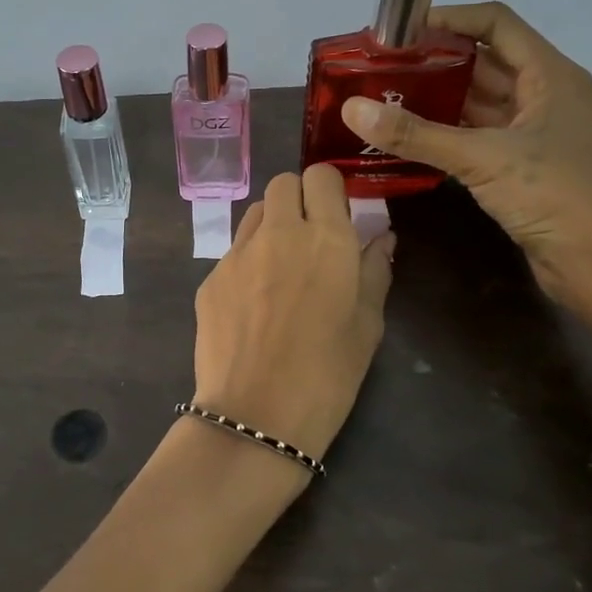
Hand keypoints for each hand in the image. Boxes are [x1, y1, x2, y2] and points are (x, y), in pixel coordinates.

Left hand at [191, 164, 395, 463]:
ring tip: (282, 267)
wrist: (255, 415)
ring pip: (255, 213)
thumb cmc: (327, 375)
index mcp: (326, 238)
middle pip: (283, 183)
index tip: (338, 214)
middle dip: (299, 199)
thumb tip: (381, 238)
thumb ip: (374, 272)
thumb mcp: (367, 326)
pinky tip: (254, 303)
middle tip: (311, 238)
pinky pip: (233, 252)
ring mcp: (237, 254)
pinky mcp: (210, 278)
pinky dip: (248, 261)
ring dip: (272, 224)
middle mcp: (278, 233)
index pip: (321, 176)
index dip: (330, 189)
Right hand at [340, 2, 591, 343]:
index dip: (449, 18)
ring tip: (384, 99)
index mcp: (550, 75)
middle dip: (434, 61)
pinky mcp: (523, 167)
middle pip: (484, 61)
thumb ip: (416, 134)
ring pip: (479, 102)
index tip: (399, 30)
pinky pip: (478, 137)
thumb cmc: (555, 196)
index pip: (496, 23)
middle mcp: (545, 95)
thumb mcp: (482, 159)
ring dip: (437, 99)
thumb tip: (352, 109)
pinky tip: (408, 139)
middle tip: (380, 67)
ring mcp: (535, 133)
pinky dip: (446, 134)